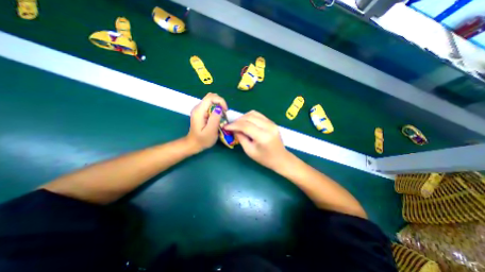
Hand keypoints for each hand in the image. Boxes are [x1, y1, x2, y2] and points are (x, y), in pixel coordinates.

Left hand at [187, 92, 229, 151]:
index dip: (220, 101)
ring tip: (222, 115)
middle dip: (220, 102)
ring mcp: (199, 109)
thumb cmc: (202, 140)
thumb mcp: (210, 132)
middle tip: (224, 113)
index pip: (210, 98)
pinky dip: (216, 108)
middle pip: (211, 96)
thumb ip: (215, 119)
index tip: (225, 110)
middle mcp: (198, 107)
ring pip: (211, 100)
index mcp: (199, 111)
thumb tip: (219, 108)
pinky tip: (218, 116)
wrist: (193, 144)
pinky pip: (210, 105)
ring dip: (219, 105)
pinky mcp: (201, 112)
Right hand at [226, 109, 289, 167]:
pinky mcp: (272, 122)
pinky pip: (259, 115)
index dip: (234, 125)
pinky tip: (246, 122)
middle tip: (232, 125)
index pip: (246, 126)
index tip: (226, 127)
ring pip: (254, 114)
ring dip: (244, 117)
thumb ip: (241, 138)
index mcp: (263, 137)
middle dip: (238, 120)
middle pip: (249, 117)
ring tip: (238, 123)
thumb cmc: (264, 158)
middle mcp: (268, 127)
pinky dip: (250, 117)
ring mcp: (271, 123)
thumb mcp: (250, 151)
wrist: (280, 158)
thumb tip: (234, 129)